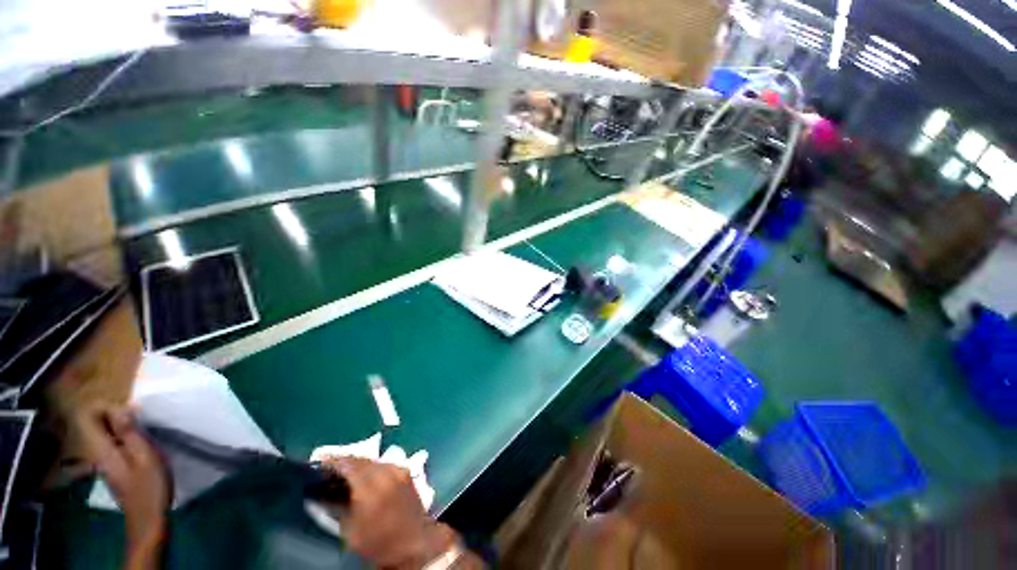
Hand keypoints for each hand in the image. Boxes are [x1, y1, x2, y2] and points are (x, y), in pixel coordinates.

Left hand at [77, 407, 169, 563]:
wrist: (148, 519)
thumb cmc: (149, 486)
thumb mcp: (144, 456)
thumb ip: (129, 432)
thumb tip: (120, 407)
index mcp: (101, 448)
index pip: (88, 416)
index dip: (105, 406)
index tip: (129, 409)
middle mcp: (97, 452)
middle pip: (95, 423)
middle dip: (115, 414)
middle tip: (141, 417)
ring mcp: (105, 461)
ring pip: (105, 433)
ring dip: (123, 426)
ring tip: (146, 428)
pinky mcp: (114, 467)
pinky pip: (113, 443)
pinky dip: (126, 437)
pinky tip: (143, 444)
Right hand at [319, 457, 456, 568]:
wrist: (414, 542)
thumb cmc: (378, 541)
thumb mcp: (350, 530)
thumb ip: (337, 507)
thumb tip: (324, 495)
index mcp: (371, 486)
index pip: (350, 464)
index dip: (334, 461)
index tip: (320, 461)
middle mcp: (386, 472)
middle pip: (362, 459)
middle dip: (346, 461)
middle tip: (330, 467)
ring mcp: (398, 469)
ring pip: (374, 460)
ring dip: (359, 463)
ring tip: (345, 472)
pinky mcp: (406, 472)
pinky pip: (384, 464)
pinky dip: (372, 467)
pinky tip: (364, 476)